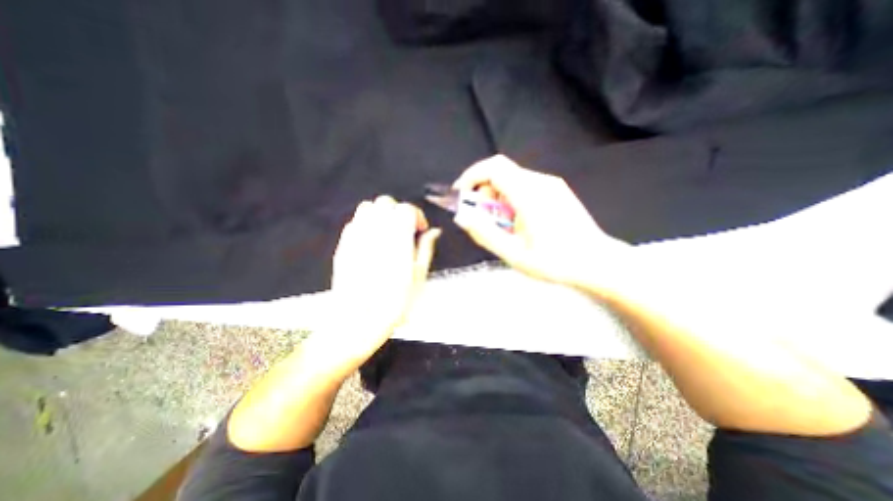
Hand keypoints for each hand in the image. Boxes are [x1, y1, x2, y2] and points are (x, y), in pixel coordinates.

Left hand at [327, 193, 437, 361]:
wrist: (357, 321)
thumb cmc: (393, 303)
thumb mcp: (418, 277)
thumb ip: (425, 249)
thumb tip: (433, 232)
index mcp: (397, 238)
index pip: (406, 209)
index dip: (416, 216)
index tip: (420, 230)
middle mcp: (375, 231)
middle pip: (386, 203)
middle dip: (399, 211)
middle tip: (405, 230)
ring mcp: (356, 237)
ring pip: (367, 208)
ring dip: (381, 214)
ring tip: (388, 233)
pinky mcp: (343, 245)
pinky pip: (354, 223)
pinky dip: (366, 225)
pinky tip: (372, 242)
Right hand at [455, 155, 627, 289]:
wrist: (597, 262)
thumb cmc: (555, 262)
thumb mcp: (514, 254)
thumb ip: (485, 233)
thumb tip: (462, 216)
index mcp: (529, 195)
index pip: (493, 168)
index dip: (471, 176)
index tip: (461, 195)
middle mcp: (540, 182)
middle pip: (501, 172)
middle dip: (484, 191)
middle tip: (484, 219)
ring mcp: (551, 184)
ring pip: (512, 179)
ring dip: (497, 197)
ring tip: (503, 225)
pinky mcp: (556, 189)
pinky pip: (524, 185)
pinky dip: (510, 198)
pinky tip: (518, 221)